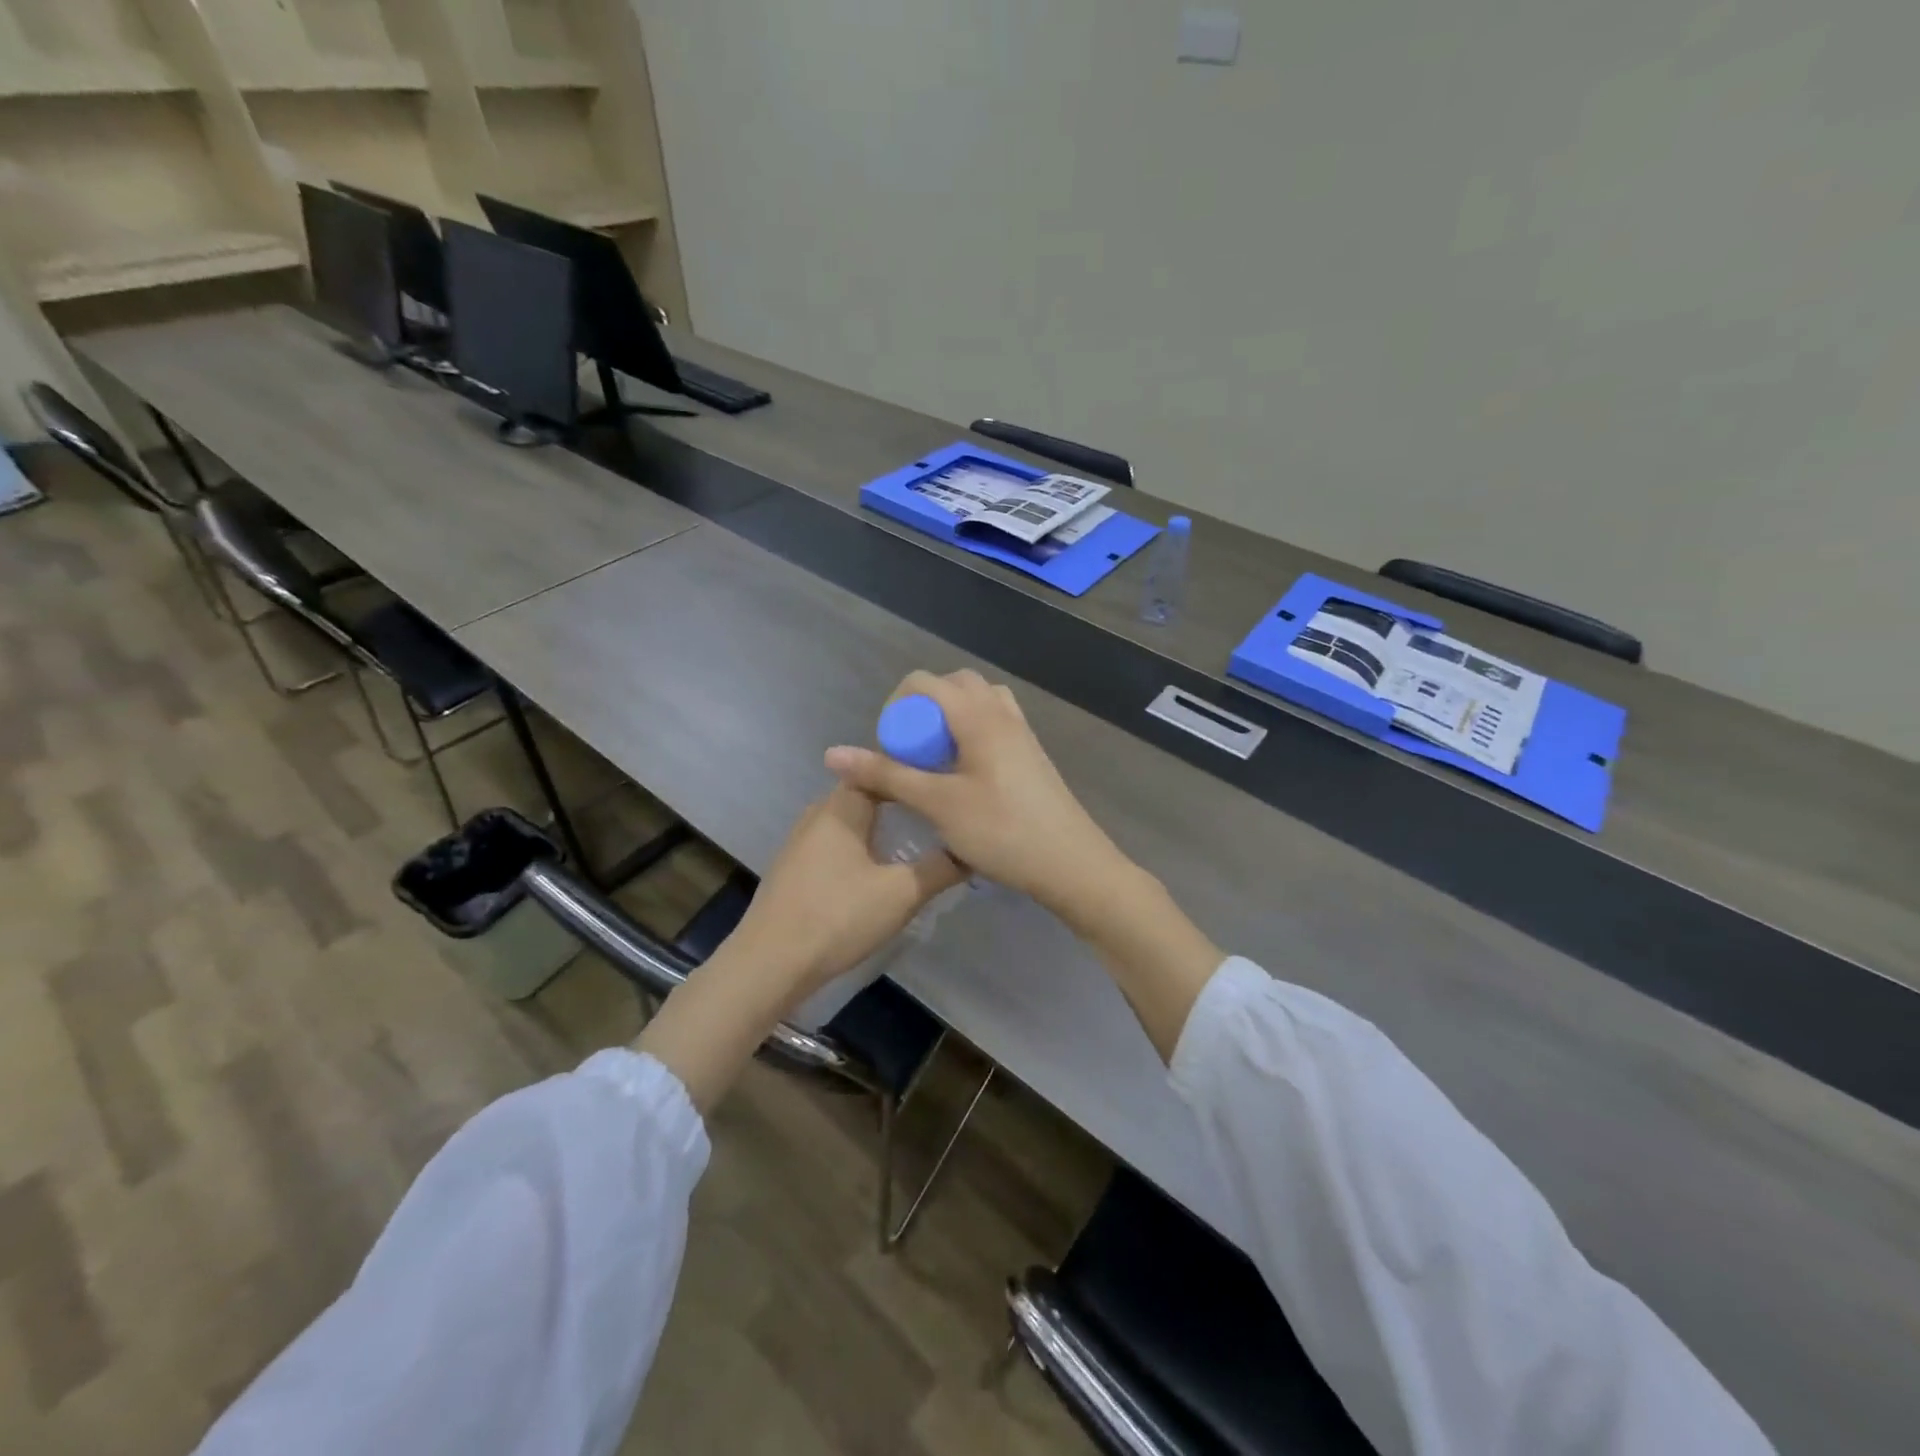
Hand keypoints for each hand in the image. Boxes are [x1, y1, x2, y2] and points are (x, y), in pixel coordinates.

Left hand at [726, 783, 965, 1007]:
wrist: (770, 963)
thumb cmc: (837, 917)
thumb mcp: (901, 894)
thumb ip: (941, 868)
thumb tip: (972, 849)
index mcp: (842, 806)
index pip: (881, 767)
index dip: (914, 768)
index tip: (946, 776)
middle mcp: (819, 812)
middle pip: (867, 792)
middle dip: (903, 798)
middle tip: (941, 809)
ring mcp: (802, 840)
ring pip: (852, 819)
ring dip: (883, 824)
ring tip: (920, 836)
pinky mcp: (796, 867)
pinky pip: (838, 842)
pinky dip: (863, 845)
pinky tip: (881, 866)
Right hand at [823, 669, 1130, 923]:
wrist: (1071, 863)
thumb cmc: (1001, 830)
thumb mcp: (937, 803)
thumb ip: (886, 775)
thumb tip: (832, 753)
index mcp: (978, 715)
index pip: (923, 682)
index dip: (895, 708)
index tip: (889, 750)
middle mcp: (1001, 712)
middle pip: (952, 686)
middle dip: (921, 712)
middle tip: (911, 753)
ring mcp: (1021, 732)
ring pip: (977, 704)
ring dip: (948, 722)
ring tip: (936, 762)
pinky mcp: (1031, 754)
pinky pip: (993, 725)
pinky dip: (970, 735)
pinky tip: (964, 777)